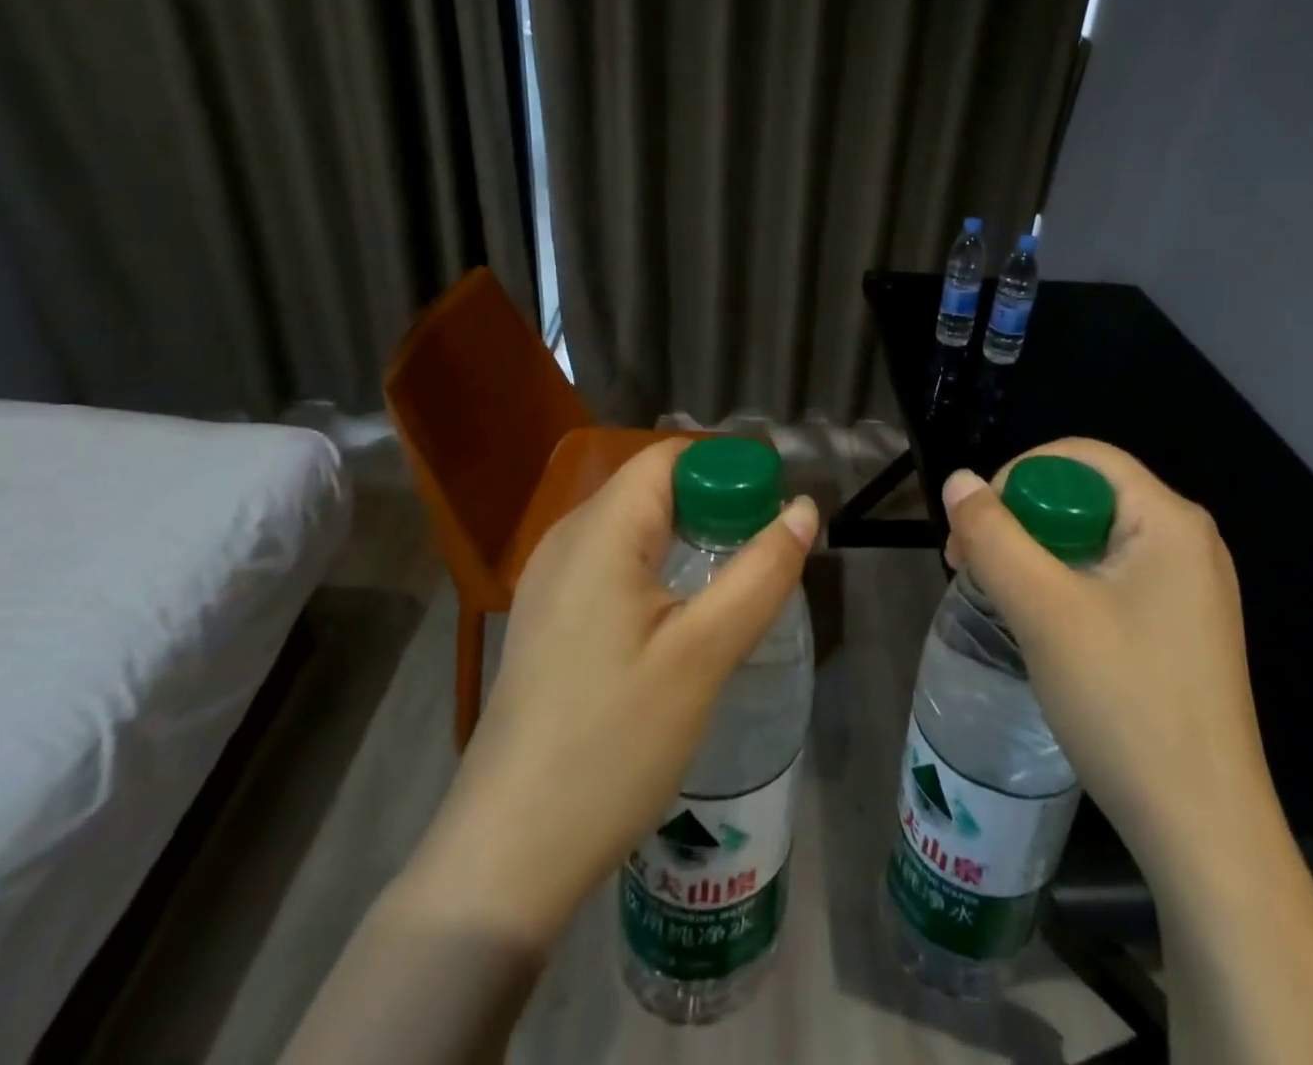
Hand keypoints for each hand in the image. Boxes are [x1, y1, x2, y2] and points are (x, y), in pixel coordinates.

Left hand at [398, 437, 817, 942]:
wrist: (509, 853)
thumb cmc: (612, 744)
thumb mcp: (702, 656)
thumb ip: (759, 574)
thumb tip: (803, 510)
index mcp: (599, 532)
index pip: (670, 459)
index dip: (727, 470)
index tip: (774, 512)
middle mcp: (566, 540)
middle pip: (653, 488)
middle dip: (716, 506)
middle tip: (765, 554)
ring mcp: (550, 582)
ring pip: (635, 527)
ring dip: (691, 539)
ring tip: (736, 583)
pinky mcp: (550, 619)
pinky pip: (614, 564)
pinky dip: (660, 567)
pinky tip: (684, 616)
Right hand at [942, 439, 1273, 883]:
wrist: (1203, 831)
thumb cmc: (1124, 704)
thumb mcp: (1043, 611)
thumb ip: (993, 536)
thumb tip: (957, 481)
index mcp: (1169, 519)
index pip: (1079, 457)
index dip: (1016, 476)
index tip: (974, 528)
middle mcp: (1186, 539)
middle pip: (1085, 495)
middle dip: (1020, 520)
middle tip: (971, 566)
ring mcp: (1188, 585)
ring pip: (1092, 538)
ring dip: (1035, 554)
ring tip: (997, 595)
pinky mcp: (1178, 624)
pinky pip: (1109, 575)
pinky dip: (1063, 583)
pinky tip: (1039, 623)